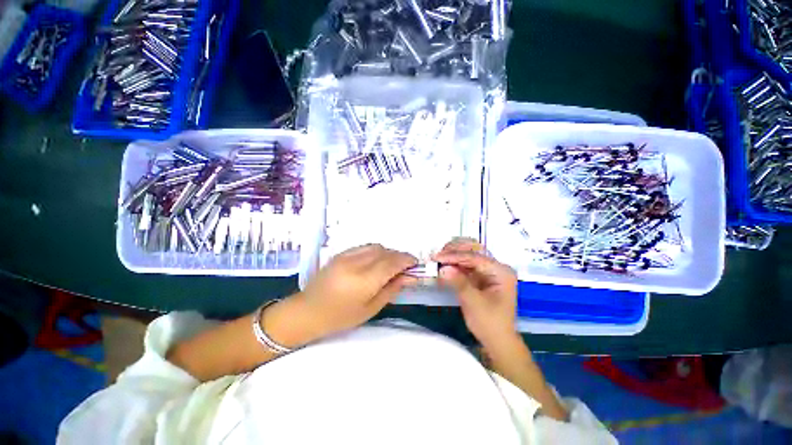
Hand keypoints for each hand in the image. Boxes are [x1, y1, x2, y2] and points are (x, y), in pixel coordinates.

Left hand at [295, 244, 417, 337]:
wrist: (307, 311)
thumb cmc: (340, 317)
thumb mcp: (370, 309)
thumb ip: (391, 289)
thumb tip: (409, 277)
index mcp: (364, 280)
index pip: (392, 262)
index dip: (407, 260)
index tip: (415, 263)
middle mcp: (356, 263)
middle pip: (386, 252)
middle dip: (399, 257)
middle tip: (405, 267)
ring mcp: (347, 256)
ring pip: (376, 246)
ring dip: (388, 253)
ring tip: (391, 265)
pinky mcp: (341, 253)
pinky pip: (365, 247)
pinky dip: (376, 251)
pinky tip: (375, 261)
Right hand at [432, 238, 518, 348]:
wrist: (497, 341)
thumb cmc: (489, 323)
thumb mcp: (473, 302)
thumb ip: (459, 282)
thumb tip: (443, 268)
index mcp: (501, 271)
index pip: (474, 258)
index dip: (454, 256)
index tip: (437, 257)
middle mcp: (496, 267)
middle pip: (473, 252)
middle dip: (454, 252)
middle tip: (437, 255)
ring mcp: (488, 271)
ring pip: (468, 256)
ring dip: (453, 256)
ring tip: (438, 258)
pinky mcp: (481, 276)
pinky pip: (466, 265)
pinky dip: (454, 264)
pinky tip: (444, 264)